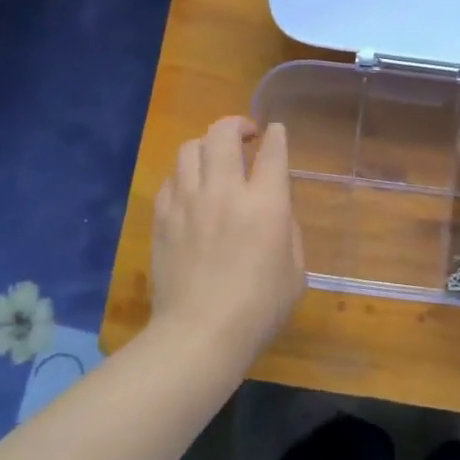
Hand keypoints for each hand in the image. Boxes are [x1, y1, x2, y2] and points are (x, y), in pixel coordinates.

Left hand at [150, 117, 305, 368]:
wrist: (200, 334)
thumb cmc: (259, 309)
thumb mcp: (296, 272)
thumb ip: (288, 231)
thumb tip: (275, 210)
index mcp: (265, 204)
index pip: (272, 151)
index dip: (276, 136)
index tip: (275, 132)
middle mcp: (224, 191)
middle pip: (223, 134)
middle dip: (237, 125)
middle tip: (246, 136)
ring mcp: (188, 202)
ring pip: (190, 148)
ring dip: (207, 146)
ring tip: (215, 159)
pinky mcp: (163, 217)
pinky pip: (171, 178)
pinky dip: (185, 174)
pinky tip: (192, 189)